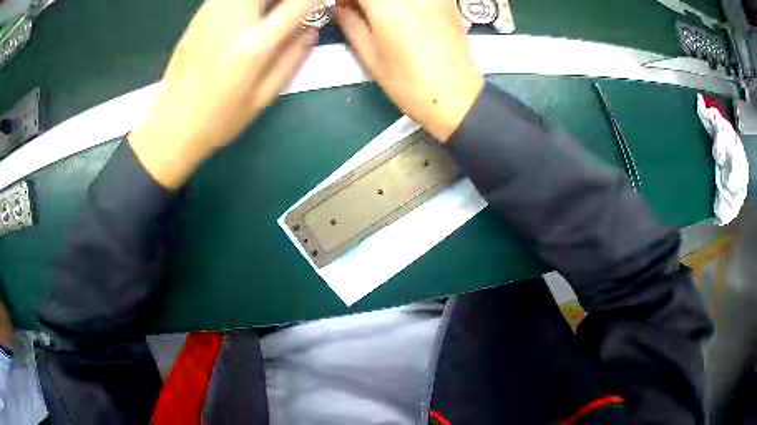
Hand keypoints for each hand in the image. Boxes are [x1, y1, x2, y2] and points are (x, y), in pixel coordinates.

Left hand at [129, 0, 317, 188]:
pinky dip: (245, 1)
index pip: (299, 3)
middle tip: (290, 10)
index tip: (322, 3)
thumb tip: (312, 29)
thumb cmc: (220, 118)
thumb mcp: (264, 96)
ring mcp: (213, 14)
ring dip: (264, 0)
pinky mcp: (199, 15)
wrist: (172, 125)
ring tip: (269, 12)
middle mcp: (234, 20)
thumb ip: (293, 58)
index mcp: (254, 45)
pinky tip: (247, 13)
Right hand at [335, 0, 483, 141]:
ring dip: (384, 1)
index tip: (342, 7)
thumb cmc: (409, 82)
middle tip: (358, 11)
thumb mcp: (370, 56)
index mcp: (387, 4)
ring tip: (379, 15)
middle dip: (365, 0)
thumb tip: (338, 9)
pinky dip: (404, 3)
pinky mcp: (447, 2)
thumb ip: (350, 24)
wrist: (456, 96)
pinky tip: (402, 15)